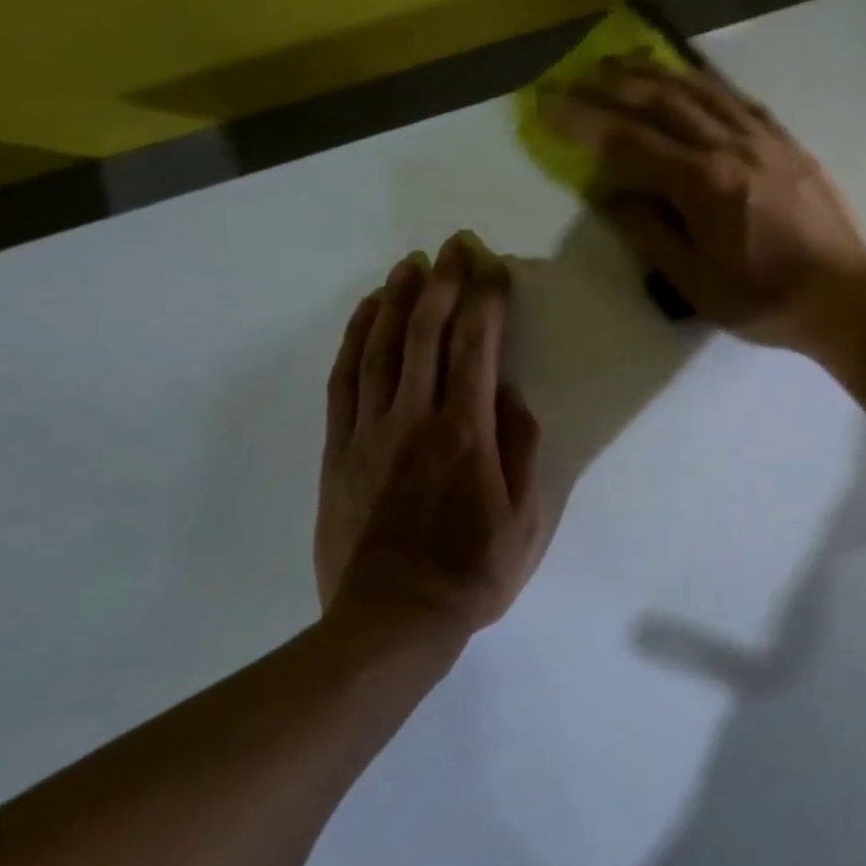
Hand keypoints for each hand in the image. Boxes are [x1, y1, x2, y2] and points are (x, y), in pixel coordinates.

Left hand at [315, 233, 544, 638]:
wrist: (393, 619)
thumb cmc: (473, 571)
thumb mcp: (527, 518)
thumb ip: (522, 449)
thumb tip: (512, 395)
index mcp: (466, 433)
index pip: (477, 347)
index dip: (487, 300)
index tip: (494, 267)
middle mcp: (415, 419)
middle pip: (426, 332)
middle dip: (444, 282)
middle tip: (456, 246)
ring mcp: (369, 432)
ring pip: (380, 347)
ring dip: (397, 298)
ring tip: (411, 263)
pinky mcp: (339, 450)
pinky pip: (344, 381)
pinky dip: (355, 339)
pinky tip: (366, 313)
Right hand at [547, 59, 865, 351]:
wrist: (845, 295)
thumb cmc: (766, 299)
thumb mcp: (697, 284)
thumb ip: (651, 235)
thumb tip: (612, 197)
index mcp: (704, 184)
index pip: (630, 141)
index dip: (584, 121)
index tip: (547, 104)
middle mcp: (731, 146)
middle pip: (662, 101)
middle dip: (612, 85)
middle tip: (576, 74)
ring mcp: (763, 139)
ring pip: (700, 90)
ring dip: (655, 72)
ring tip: (621, 63)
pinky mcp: (787, 142)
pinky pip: (737, 99)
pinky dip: (703, 83)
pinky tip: (689, 79)